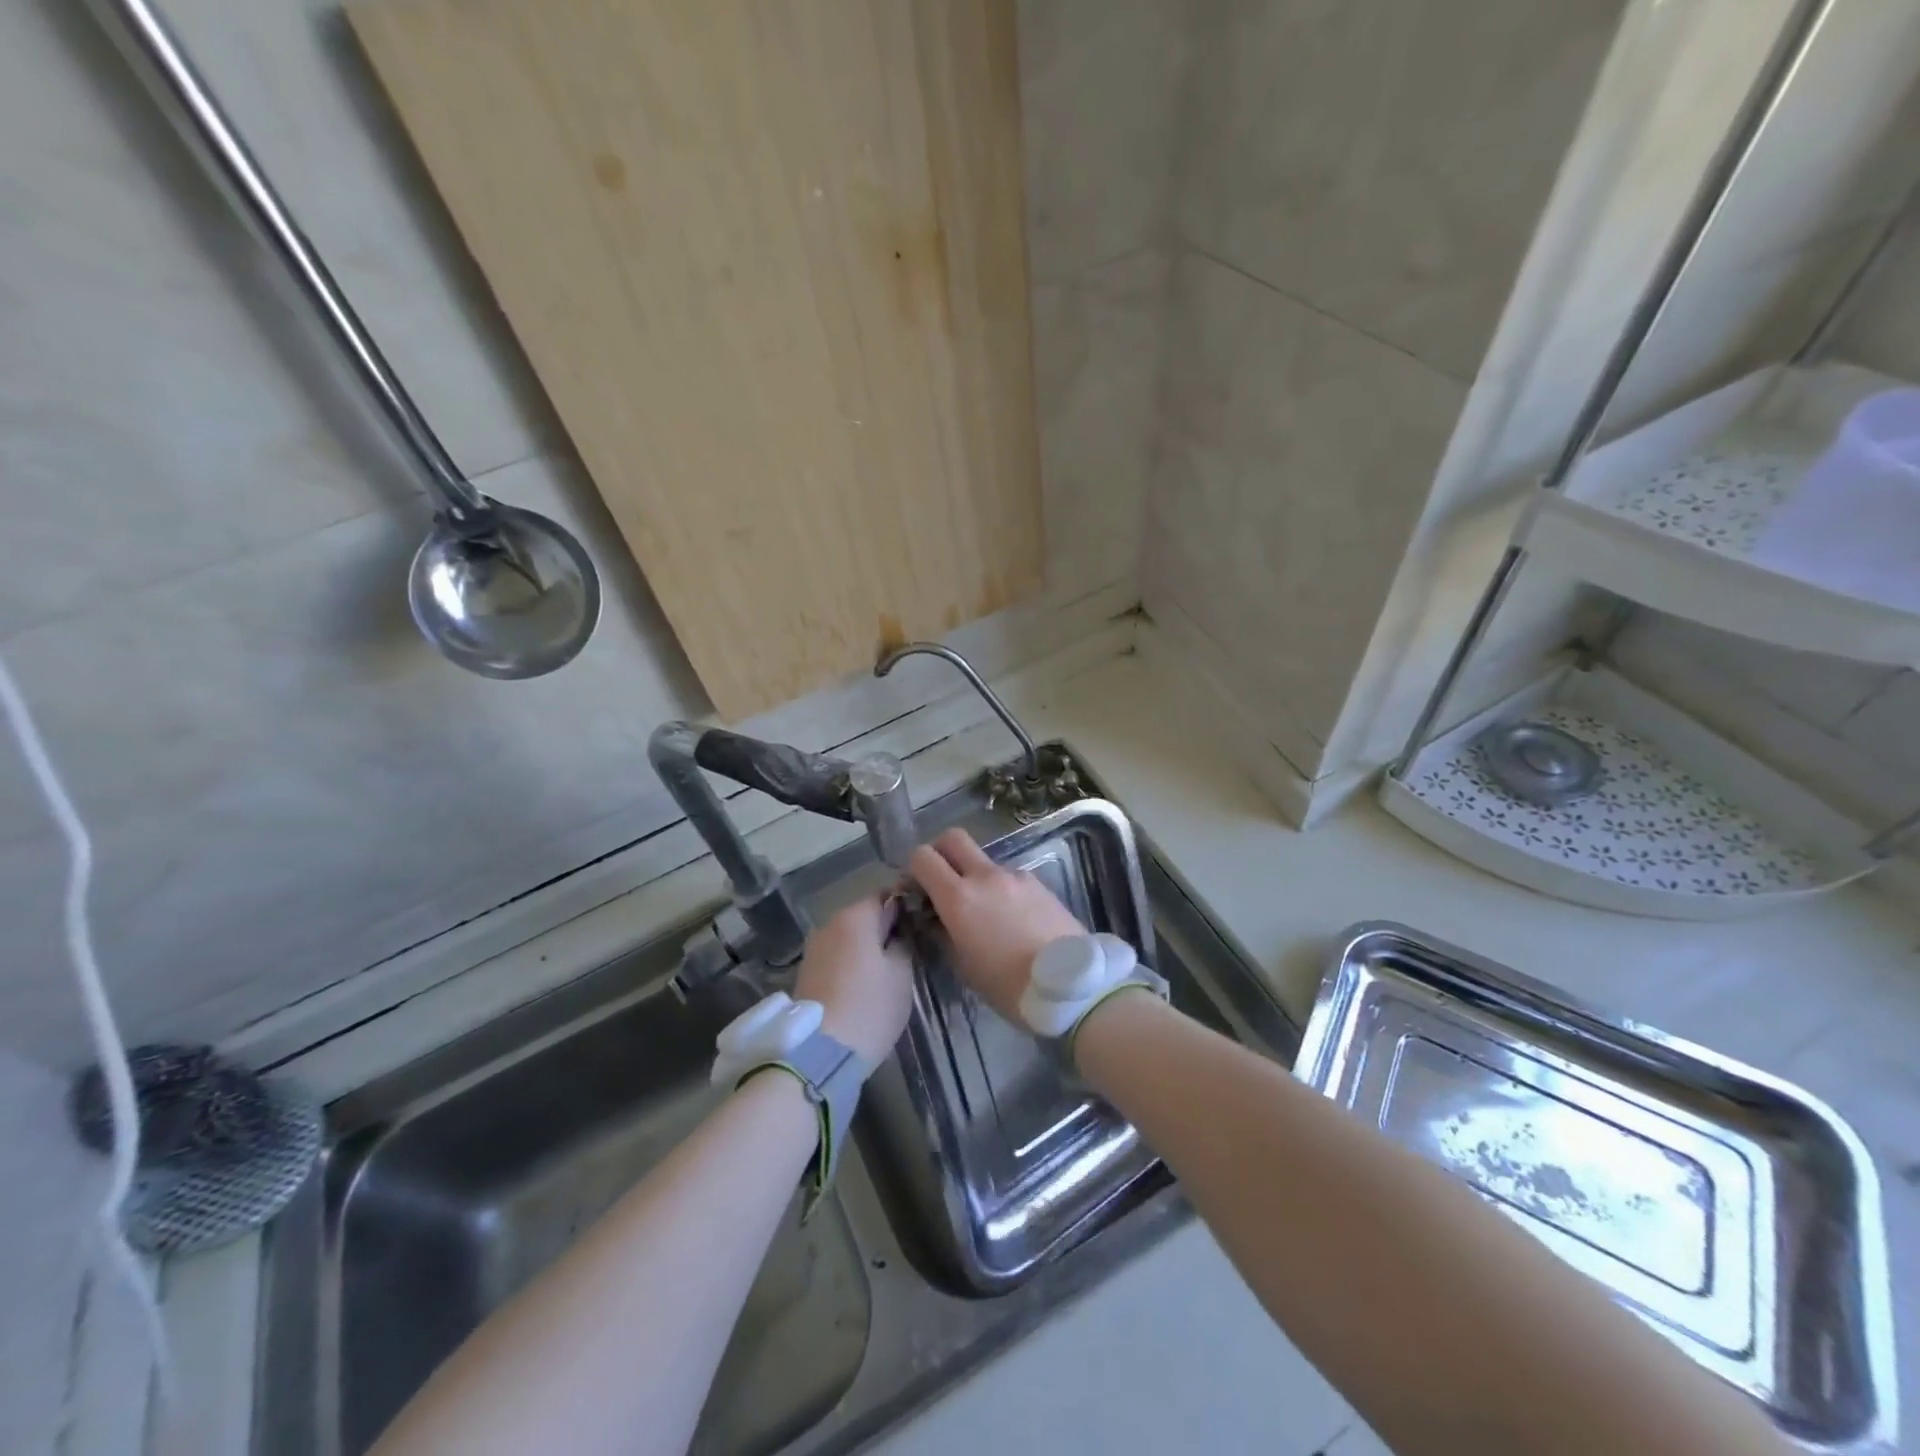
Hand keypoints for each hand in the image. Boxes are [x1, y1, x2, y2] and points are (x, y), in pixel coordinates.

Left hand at [794, 895, 913, 1064]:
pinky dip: (851, 963)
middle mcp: (829, 923)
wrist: (819, 1053)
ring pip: (849, 937)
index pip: (886, 895)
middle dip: (885, 928)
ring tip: (886, 971)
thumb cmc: (870, 1007)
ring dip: (867, 947)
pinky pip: (836, 956)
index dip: (906, 906)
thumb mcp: (901, 973)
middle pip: (865, 915)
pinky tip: (864, 984)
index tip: (921, 924)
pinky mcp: (806, 972)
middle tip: (908, 949)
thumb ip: (903, 941)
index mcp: (855, 916)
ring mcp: (814, 948)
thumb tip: (899, 929)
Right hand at [907, 828, 1085, 1023]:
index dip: (914, 868)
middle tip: (942, 881)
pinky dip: (1001, 889)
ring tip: (985, 913)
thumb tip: (935, 917)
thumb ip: (943, 933)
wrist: (1070, 987)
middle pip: (953, 838)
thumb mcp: (963, 967)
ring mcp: (1015, 875)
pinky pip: (1009, 877)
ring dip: (975, 876)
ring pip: (984, 861)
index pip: (923, 856)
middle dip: (941, 852)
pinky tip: (1012, 920)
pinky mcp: (1039, 883)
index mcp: (959, 897)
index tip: (917, 889)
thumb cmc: (1008, 986)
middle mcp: (985, 876)